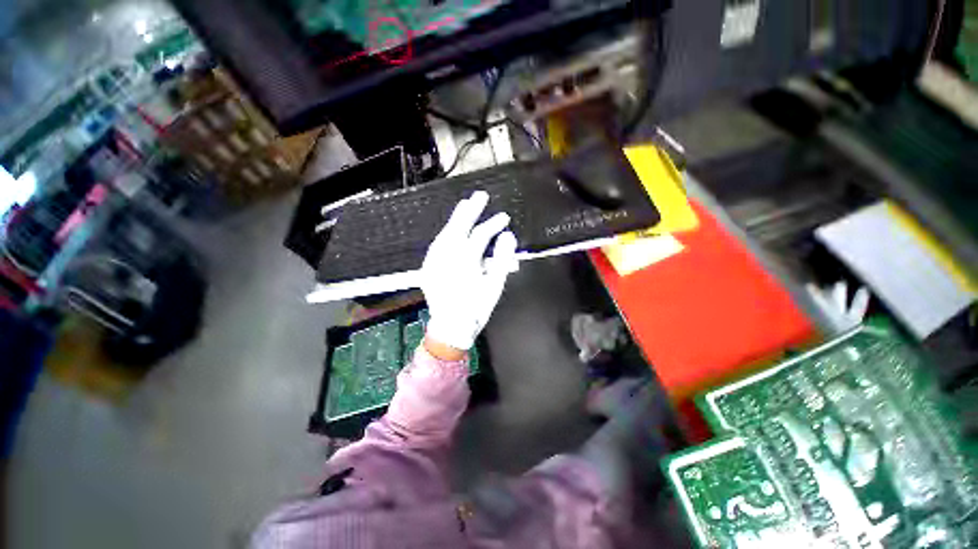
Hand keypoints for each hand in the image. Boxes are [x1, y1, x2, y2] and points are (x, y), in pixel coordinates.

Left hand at [421, 191, 518, 353]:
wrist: (451, 328)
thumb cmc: (476, 309)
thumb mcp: (495, 286)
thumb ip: (502, 259)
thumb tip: (507, 236)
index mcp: (465, 262)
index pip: (480, 236)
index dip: (493, 224)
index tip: (505, 217)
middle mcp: (446, 257)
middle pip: (458, 227)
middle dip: (470, 210)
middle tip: (480, 196)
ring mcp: (433, 261)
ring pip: (444, 234)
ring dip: (455, 219)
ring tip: (465, 206)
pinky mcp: (427, 267)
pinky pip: (437, 244)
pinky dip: (446, 234)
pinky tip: (452, 229)